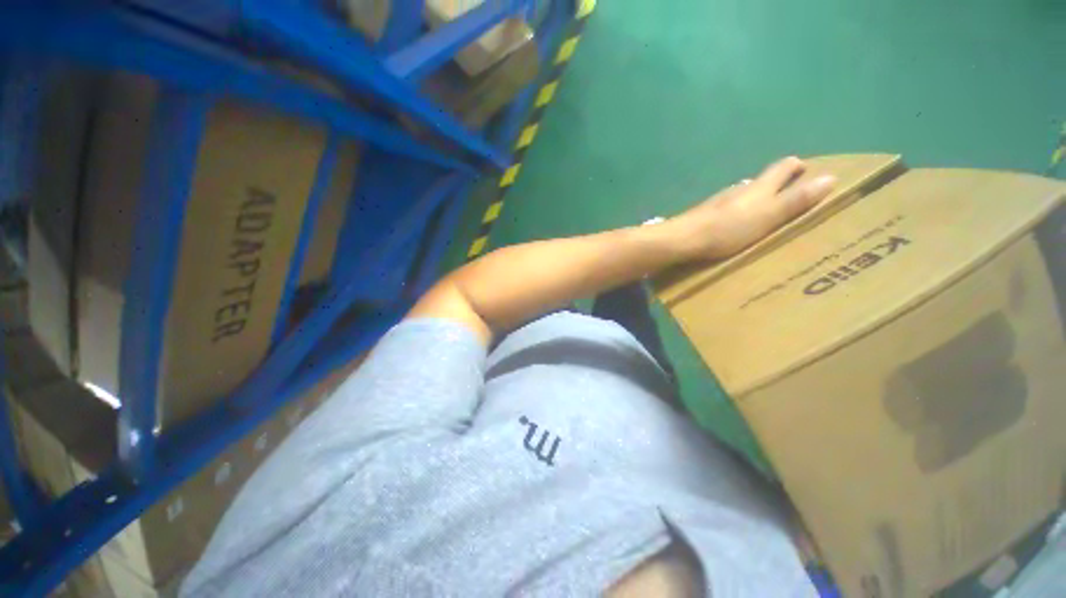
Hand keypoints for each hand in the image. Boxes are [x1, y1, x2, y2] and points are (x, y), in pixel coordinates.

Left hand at [665, 157, 835, 260]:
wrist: (684, 239)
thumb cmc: (728, 229)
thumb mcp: (768, 216)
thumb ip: (795, 200)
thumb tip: (830, 177)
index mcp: (758, 187)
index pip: (781, 167)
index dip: (795, 166)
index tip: (806, 169)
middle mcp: (738, 189)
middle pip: (760, 180)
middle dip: (776, 183)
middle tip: (787, 193)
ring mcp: (718, 201)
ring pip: (741, 194)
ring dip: (754, 198)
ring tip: (762, 210)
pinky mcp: (704, 215)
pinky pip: (726, 209)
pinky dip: (737, 211)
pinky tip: (733, 223)